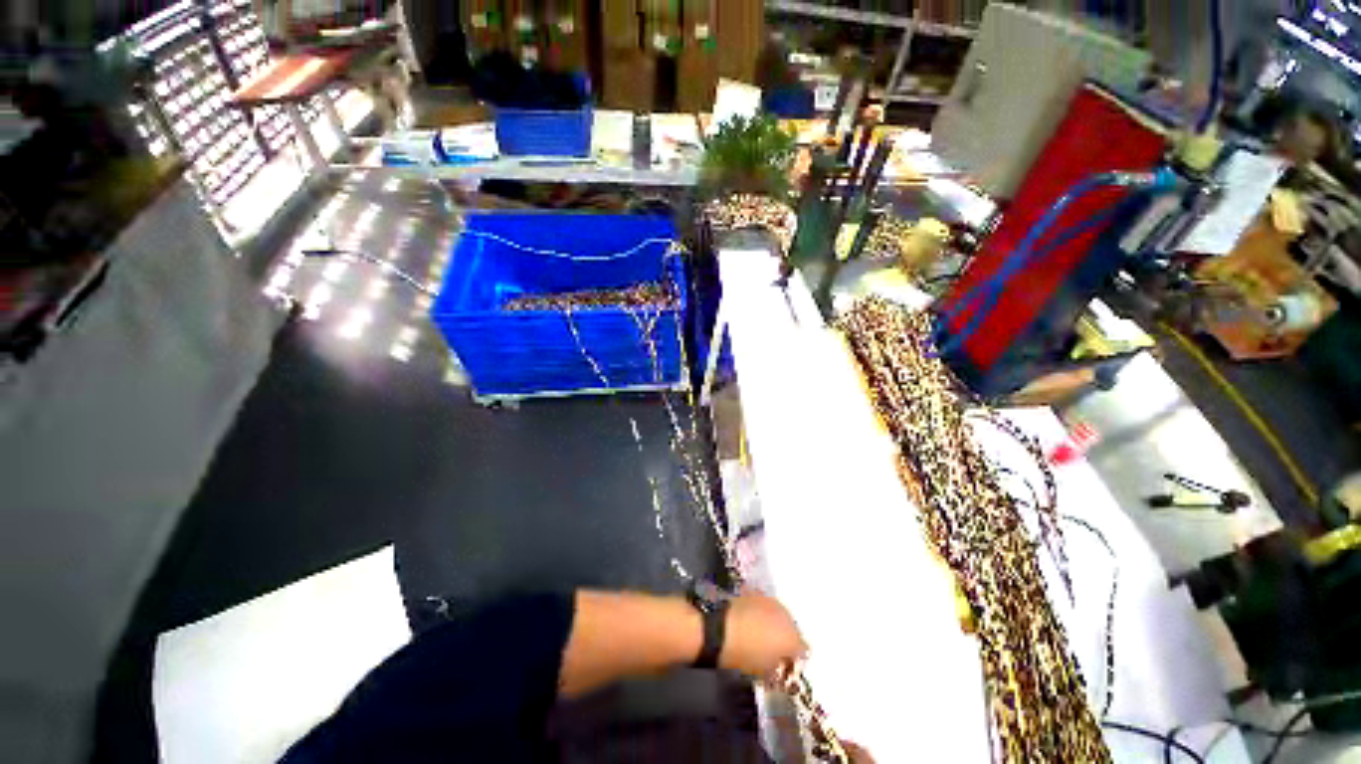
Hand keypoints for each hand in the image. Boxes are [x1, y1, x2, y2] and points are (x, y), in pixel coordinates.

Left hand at [719, 593, 805, 678]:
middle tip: (770, 650)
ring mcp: (775, 604)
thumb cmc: (739, 656)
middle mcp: (790, 620)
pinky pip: (766, 608)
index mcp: (793, 641)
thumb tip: (777, 668)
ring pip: (781, 618)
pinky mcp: (759, 595)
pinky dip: (762, 615)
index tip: (783, 665)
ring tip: (759, 634)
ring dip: (775, 626)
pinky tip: (750, 621)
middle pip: (793, 632)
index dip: (793, 660)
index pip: (803, 652)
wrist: (715, 630)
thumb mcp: (759, 671)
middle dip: (784, 640)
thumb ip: (774, 669)